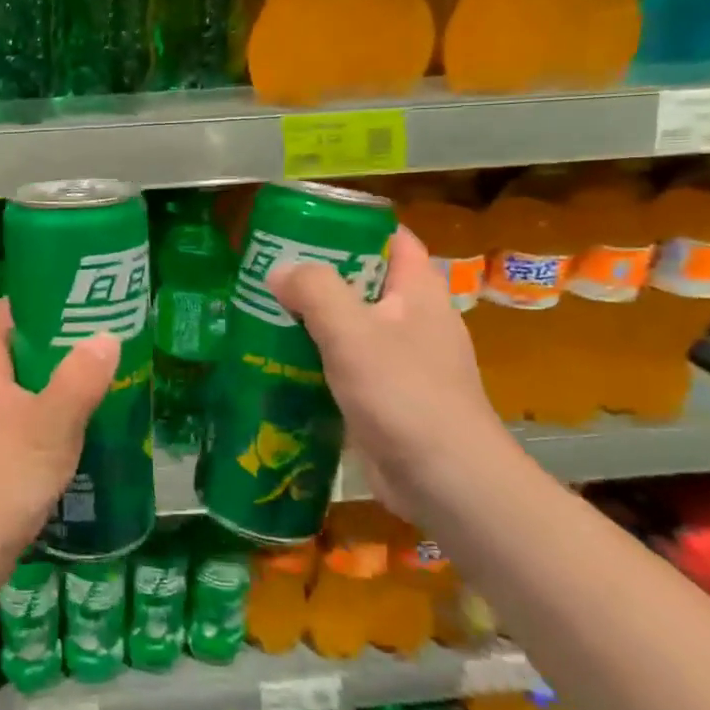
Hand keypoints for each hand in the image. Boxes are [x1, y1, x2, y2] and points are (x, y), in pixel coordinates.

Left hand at [0, 298, 118, 573]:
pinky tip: (86, 426)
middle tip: (111, 339)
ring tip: (108, 378)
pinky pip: (24, 419)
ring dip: (61, 383)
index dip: (46, 299)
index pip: (9, 310)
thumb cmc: (1, 474)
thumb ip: (81, 377)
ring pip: (25, 387)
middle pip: (20, 347)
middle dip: (63, 343)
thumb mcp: (51, 422)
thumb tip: (107, 336)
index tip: (89, 298)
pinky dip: (52, 416)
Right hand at [270, 225, 513, 522]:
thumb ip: (314, 291)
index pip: (393, 240)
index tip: (305, 226)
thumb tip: (278, 271)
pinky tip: (279, 365)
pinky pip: (346, 366)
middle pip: (365, 282)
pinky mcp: (387, 399)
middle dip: (319, 276)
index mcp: (419, 293)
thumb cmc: (404, 394)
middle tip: (269, 273)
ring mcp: (403, 363)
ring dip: (311, 321)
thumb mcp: (352, 332)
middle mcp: (415, 322)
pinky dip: (316, 360)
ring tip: (262, 314)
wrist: (447, 483)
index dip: (354, 226)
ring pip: (351, 327)